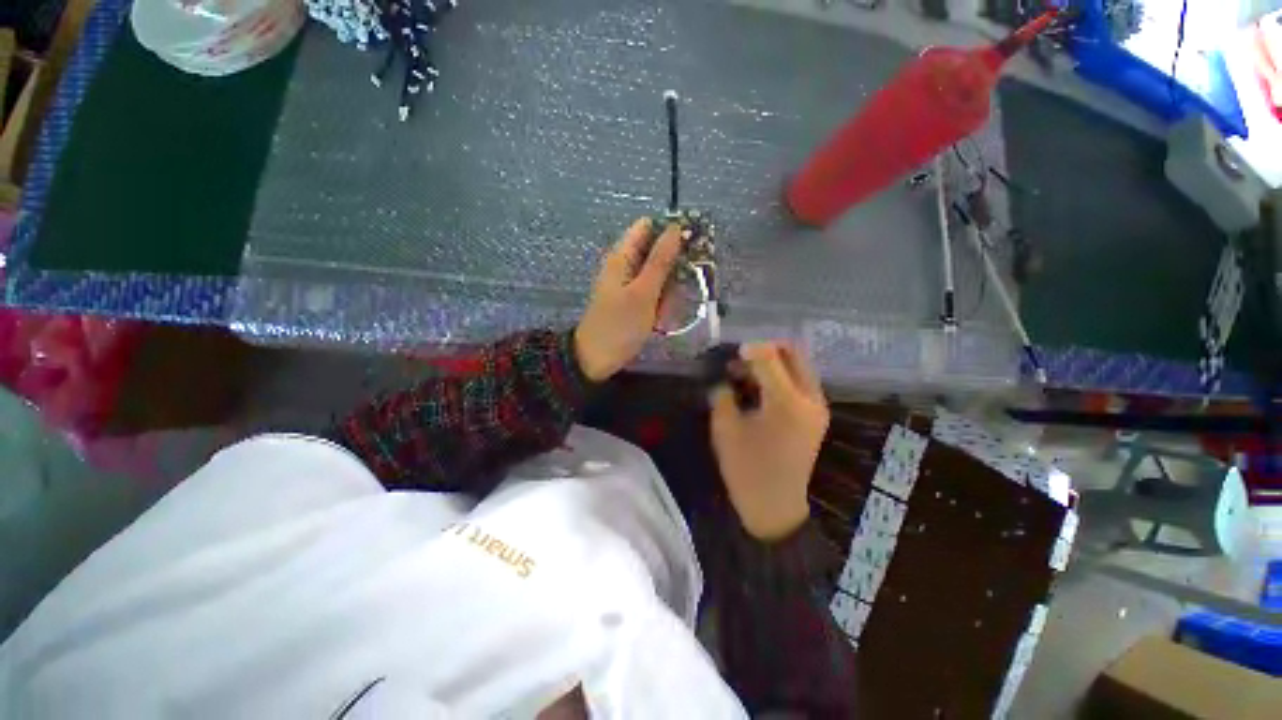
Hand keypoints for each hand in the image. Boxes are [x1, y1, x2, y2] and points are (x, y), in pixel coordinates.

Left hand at [574, 218, 681, 381]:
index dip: (670, 230)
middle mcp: (625, 265)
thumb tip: (675, 228)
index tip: (692, 244)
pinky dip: (660, 303)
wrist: (596, 359)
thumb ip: (660, 261)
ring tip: (663, 311)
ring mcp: (629, 284)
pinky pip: (654, 293)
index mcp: (622, 256)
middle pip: (656, 251)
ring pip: (659, 275)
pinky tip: (659, 319)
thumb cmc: (620, 325)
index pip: (648, 226)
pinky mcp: (633, 300)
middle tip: (678, 289)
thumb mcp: (644, 292)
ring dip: (668, 291)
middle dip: (672, 268)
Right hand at [710, 343, 829, 540]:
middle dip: (765, 349)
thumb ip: (723, 395)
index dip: (748, 349)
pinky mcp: (816, 416)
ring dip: (773, 363)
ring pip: (798, 365)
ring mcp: (817, 407)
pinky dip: (781, 376)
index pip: (769, 357)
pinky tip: (760, 390)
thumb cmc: (746, 469)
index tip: (730, 354)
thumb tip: (726, 378)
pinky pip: (801, 381)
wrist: (775, 507)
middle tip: (740, 361)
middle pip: (793, 353)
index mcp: (786, 402)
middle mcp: (809, 398)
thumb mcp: (725, 428)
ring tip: (747, 376)